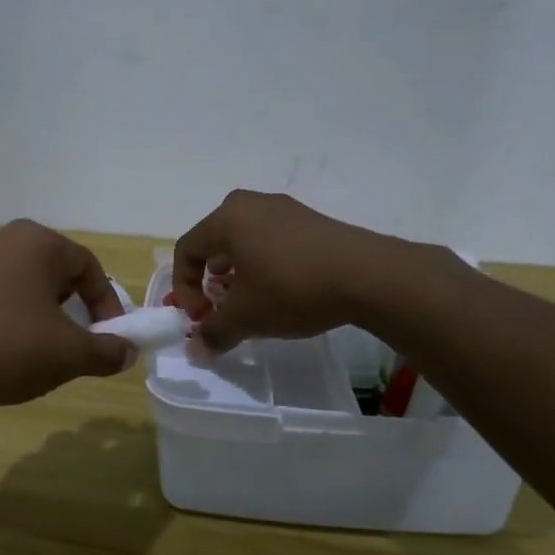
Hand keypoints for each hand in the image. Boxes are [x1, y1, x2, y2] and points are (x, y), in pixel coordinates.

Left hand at [0, 220, 132, 412]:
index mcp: (34, 241)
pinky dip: (7, 318)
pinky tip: (3, 351)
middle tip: (77, 341)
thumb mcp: (69, 354)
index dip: (107, 303)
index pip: (87, 266)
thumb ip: (106, 351)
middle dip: (72, 307)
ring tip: (41, 350)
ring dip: (39, 313)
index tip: (112, 338)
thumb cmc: (8, 347)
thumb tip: (126, 352)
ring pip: (20, 284)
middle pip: (52, 271)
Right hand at [173, 190, 422, 351]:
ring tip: (251, 301)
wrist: (370, 276)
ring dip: (237, 273)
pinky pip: (271, 239)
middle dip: (210, 279)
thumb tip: (197, 350)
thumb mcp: (246, 317)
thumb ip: (214, 332)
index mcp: (226, 219)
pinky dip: (264, 264)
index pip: (186, 249)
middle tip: (221, 306)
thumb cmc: (293, 289)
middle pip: (214, 242)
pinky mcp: (310, 220)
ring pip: (243, 241)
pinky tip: (282, 290)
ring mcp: (284, 208)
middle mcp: (250, 204)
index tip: (200, 317)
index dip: (184, 288)